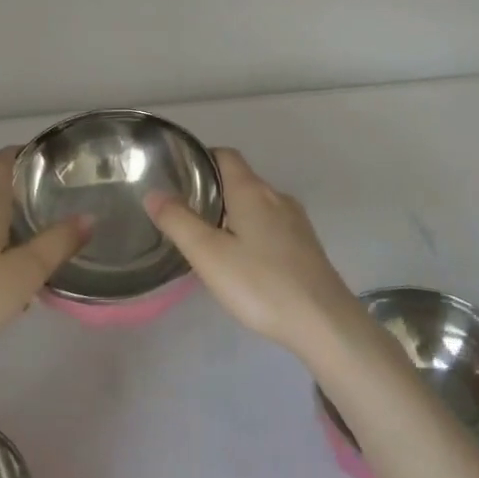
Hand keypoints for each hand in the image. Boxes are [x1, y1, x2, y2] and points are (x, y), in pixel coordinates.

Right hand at [145, 148, 360, 359]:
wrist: (324, 322)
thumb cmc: (260, 284)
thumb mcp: (208, 254)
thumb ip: (178, 221)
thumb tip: (154, 193)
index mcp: (252, 190)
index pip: (225, 155)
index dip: (201, 158)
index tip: (178, 174)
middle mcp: (276, 197)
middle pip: (241, 179)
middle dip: (213, 189)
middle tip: (184, 211)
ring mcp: (296, 221)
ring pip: (257, 204)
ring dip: (233, 212)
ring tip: (209, 237)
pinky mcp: (306, 245)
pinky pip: (271, 225)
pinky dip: (251, 230)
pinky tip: (242, 259)